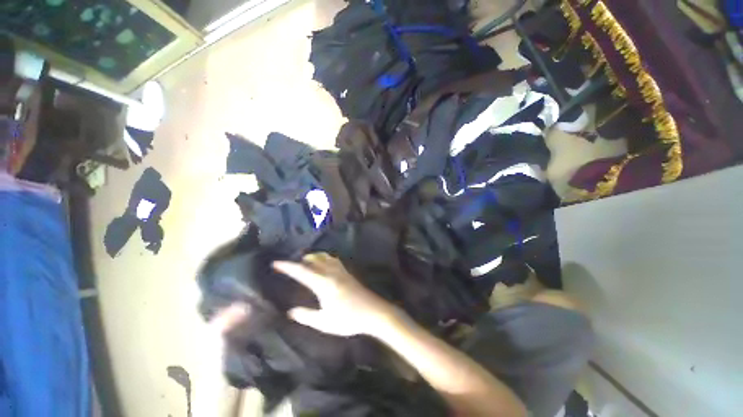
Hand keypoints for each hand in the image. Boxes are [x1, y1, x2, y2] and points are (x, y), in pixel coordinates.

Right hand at [273, 253, 395, 336]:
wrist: (373, 311)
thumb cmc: (349, 319)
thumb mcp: (325, 322)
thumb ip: (306, 316)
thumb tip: (291, 311)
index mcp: (323, 284)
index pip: (302, 272)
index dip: (288, 267)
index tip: (276, 263)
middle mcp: (331, 273)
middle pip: (314, 260)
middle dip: (300, 260)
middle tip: (290, 264)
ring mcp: (341, 271)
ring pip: (324, 257)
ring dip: (313, 257)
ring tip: (305, 261)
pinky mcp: (347, 273)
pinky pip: (333, 260)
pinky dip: (324, 258)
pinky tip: (324, 262)